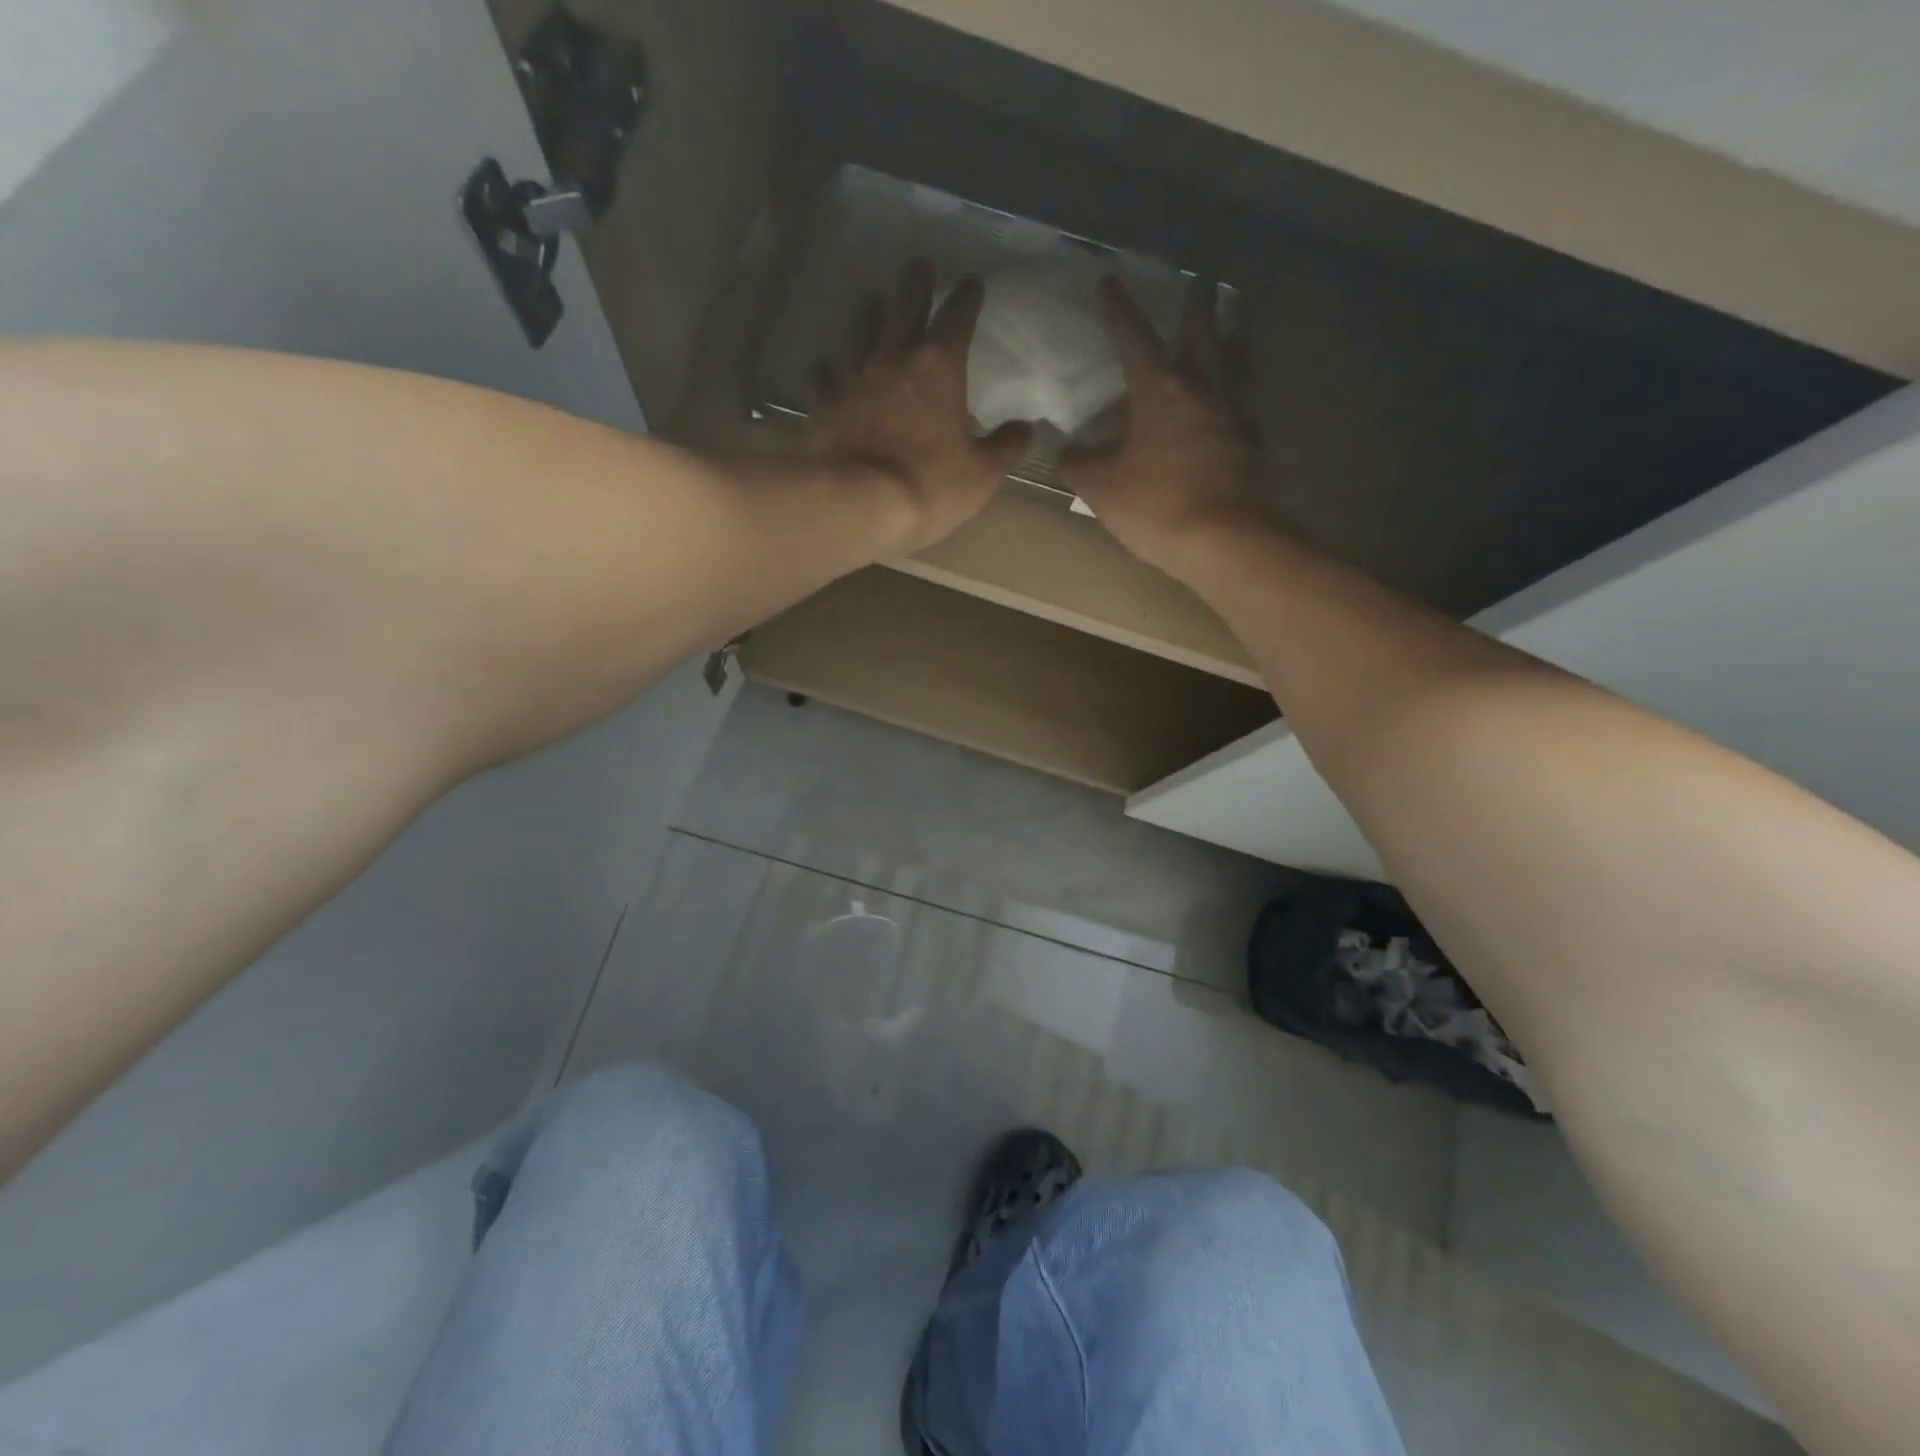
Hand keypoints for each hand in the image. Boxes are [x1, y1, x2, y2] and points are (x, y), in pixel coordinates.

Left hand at [806, 262, 1029, 555]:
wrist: (859, 505)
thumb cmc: (930, 486)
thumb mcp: (982, 474)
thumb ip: (1005, 447)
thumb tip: (1027, 428)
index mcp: (939, 367)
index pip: (958, 318)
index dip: (967, 298)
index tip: (973, 283)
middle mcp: (893, 358)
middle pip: (904, 308)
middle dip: (916, 286)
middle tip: (919, 265)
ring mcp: (852, 377)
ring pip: (860, 332)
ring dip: (869, 314)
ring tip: (872, 301)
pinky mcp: (823, 403)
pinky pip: (824, 376)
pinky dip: (828, 368)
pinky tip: (826, 366)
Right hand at [1063, 278, 1263, 577]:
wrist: (1226, 542)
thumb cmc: (1157, 506)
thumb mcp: (1102, 488)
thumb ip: (1079, 465)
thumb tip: (1068, 452)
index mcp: (1160, 392)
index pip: (1134, 340)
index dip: (1118, 311)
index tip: (1108, 283)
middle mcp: (1200, 394)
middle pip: (1199, 337)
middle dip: (1194, 307)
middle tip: (1199, 281)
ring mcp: (1231, 420)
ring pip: (1229, 368)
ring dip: (1226, 344)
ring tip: (1227, 332)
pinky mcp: (1248, 450)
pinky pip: (1241, 414)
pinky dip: (1234, 404)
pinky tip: (1230, 414)